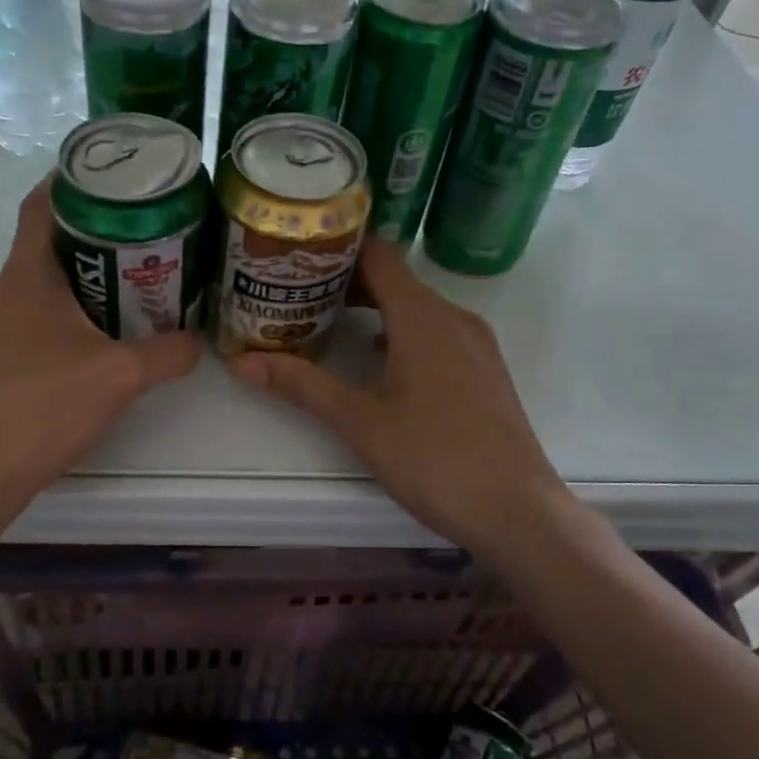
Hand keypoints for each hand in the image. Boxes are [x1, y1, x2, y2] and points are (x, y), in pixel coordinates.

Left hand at [0, 177, 201, 511]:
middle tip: (149, 225)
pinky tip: (113, 329)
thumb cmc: (41, 405)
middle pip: (52, 237)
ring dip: (92, 270)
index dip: (74, 179)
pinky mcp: (10, 358)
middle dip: (99, 225)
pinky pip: (49, 314)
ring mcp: (6, 326)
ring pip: (52, 279)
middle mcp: (11, 290)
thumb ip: (167, 354)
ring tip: (142, 271)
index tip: (117, 174)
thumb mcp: (119, 375)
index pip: (42, 202)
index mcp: (29, 274)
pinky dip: (82, 308)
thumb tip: (200, 341)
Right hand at [228, 239, 573, 551]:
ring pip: (416, 306)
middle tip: (298, 290)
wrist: (517, 511)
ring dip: (373, 306)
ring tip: (327, 319)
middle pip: (395, 279)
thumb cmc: (435, 459)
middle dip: (346, 280)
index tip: (298, 252)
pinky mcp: (484, 368)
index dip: (339, 247)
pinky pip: (436, 330)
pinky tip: (376, 356)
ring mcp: (475, 343)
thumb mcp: (360, 421)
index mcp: (423, 317)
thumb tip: (241, 362)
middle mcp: (453, 317)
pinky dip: (400, 330)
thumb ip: (302, 385)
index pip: (378, 255)